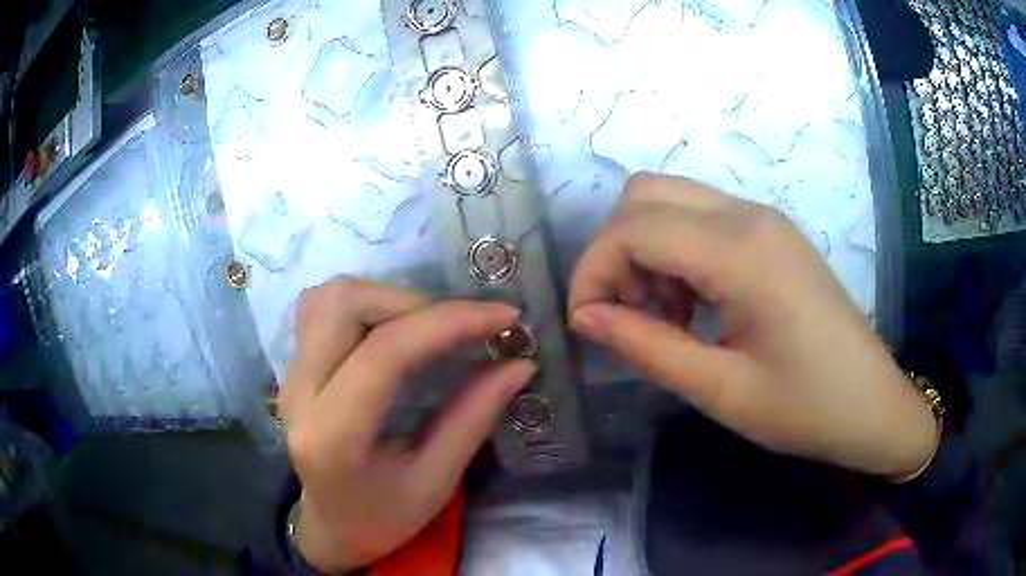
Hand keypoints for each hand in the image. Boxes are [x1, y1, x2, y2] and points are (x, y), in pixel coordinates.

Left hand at [279, 278, 534, 572]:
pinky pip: (320, 306)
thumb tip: (519, 364)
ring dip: (388, 298)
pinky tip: (390, 325)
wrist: (330, 526)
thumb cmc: (382, 518)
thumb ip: (472, 419)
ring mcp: (290, 375)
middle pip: (346, 306)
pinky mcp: (293, 366)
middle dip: (415, 304)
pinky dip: (363, 302)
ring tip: (429, 326)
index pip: (384, 353)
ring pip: (330, 298)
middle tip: (462, 328)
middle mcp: (300, 394)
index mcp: (333, 436)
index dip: (448, 323)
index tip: (503, 318)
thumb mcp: (435, 482)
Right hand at [568, 173, 936, 478]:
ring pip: (671, 201)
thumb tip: (585, 317)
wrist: (872, 404)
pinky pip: (702, 220)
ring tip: (662, 318)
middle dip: (615, 252)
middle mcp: (748, 215)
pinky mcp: (771, 234)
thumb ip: (646, 347)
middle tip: (624, 315)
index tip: (586, 325)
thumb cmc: (805, 408)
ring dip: (646, 251)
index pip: (632, 228)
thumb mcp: (721, 390)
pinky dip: (676, 253)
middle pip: (645, 195)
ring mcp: (763, 219)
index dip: (592, 271)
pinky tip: (692, 307)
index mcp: (740, 251)